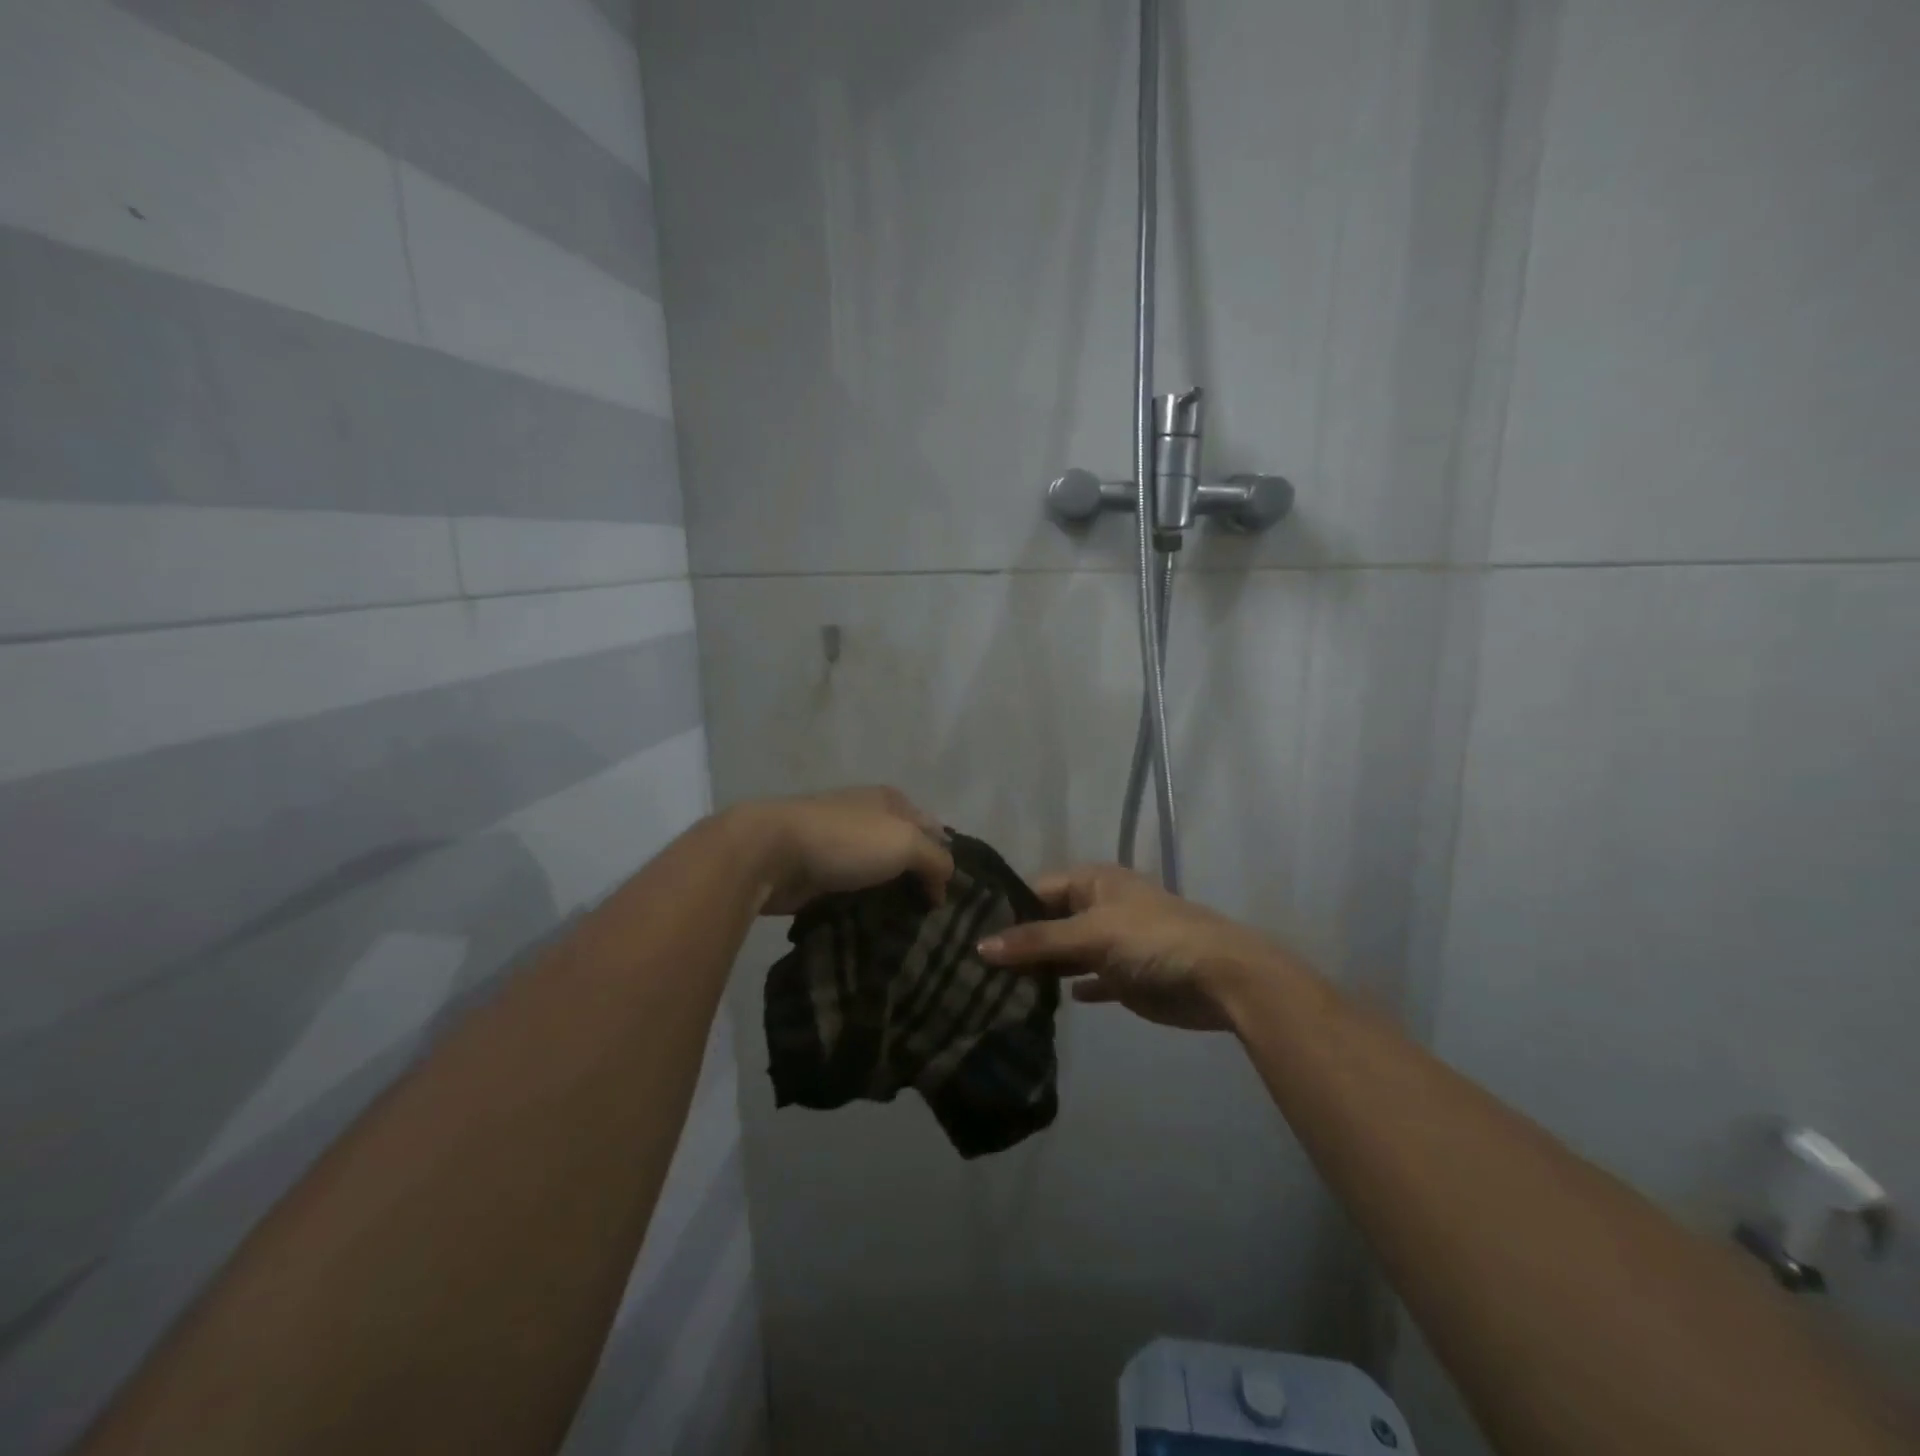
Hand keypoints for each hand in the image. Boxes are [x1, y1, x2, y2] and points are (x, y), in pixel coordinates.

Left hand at [730, 787, 953, 915]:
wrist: (771, 853)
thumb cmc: (845, 840)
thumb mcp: (906, 842)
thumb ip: (936, 859)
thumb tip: (944, 884)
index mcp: (890, 800)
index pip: (933, 828)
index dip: (946, 858)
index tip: (953, 896)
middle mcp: (867, 817)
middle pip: (905, 851)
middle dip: (919, 880)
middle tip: (934, 919)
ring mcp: (839, 845)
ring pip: (877, 873)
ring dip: (890, 898)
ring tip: (909, 931)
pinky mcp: (817, 873)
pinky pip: (852, 892)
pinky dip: (863, 908)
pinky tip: (875, 930)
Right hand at [977, 864, 1287, 1030]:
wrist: (1220, 978)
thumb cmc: (1152, 940)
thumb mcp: (1090, 934)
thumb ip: (1037, 941)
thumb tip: (979, 946)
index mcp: (1094, 882)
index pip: (1037, 889)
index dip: (1007, 909)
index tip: (967, 932)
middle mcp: (1100, 906)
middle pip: (1050, 921)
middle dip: (1021, 941)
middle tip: (975, 966)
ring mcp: (1114, 942)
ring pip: (1067, 951)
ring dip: (1043, 966)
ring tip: (996, 986)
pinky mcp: (1126, 976)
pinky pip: (1090, 977)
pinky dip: (1072, 986)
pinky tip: (1045, 1000)